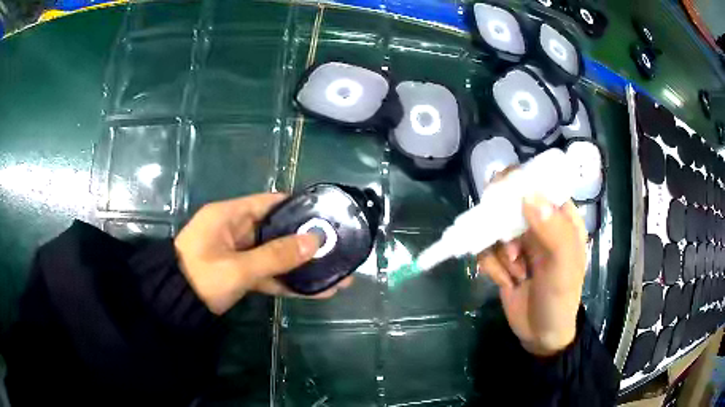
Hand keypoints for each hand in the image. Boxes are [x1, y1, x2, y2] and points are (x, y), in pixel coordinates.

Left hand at [175, 193, 352, 314]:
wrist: (173, 305)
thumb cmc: (200, 278)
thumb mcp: (238, 268)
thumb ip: (276, 255)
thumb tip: (315, 241)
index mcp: (230, 215)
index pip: (270, 203)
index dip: (298, 207)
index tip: (326, 216)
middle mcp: (236, 230)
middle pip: (277, 231)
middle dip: (306, 243)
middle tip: (338, 248)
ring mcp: (239, 254)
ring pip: (275, 256)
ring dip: (301, 267)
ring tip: (336, 275)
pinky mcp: (240, 273)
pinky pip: (268, 273)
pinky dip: (287, 282)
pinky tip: (316, 291)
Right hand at [477, 173, 587, 356]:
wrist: (540, 335)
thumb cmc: (560, 298)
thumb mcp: (564, 265)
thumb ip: (553, 230)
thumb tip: (528, 194)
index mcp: (560, 217)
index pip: (539, 184)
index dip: (519, 184)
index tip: (503, 198)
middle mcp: (538, 223)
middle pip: (509, 201)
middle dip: (504, 227)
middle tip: (513, 250)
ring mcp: (518, 240)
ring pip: (493, 227)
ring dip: (500, 253)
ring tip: (516, 273)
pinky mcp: (502, 257)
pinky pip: (484, 249)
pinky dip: (491, 266)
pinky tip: (506, 281)